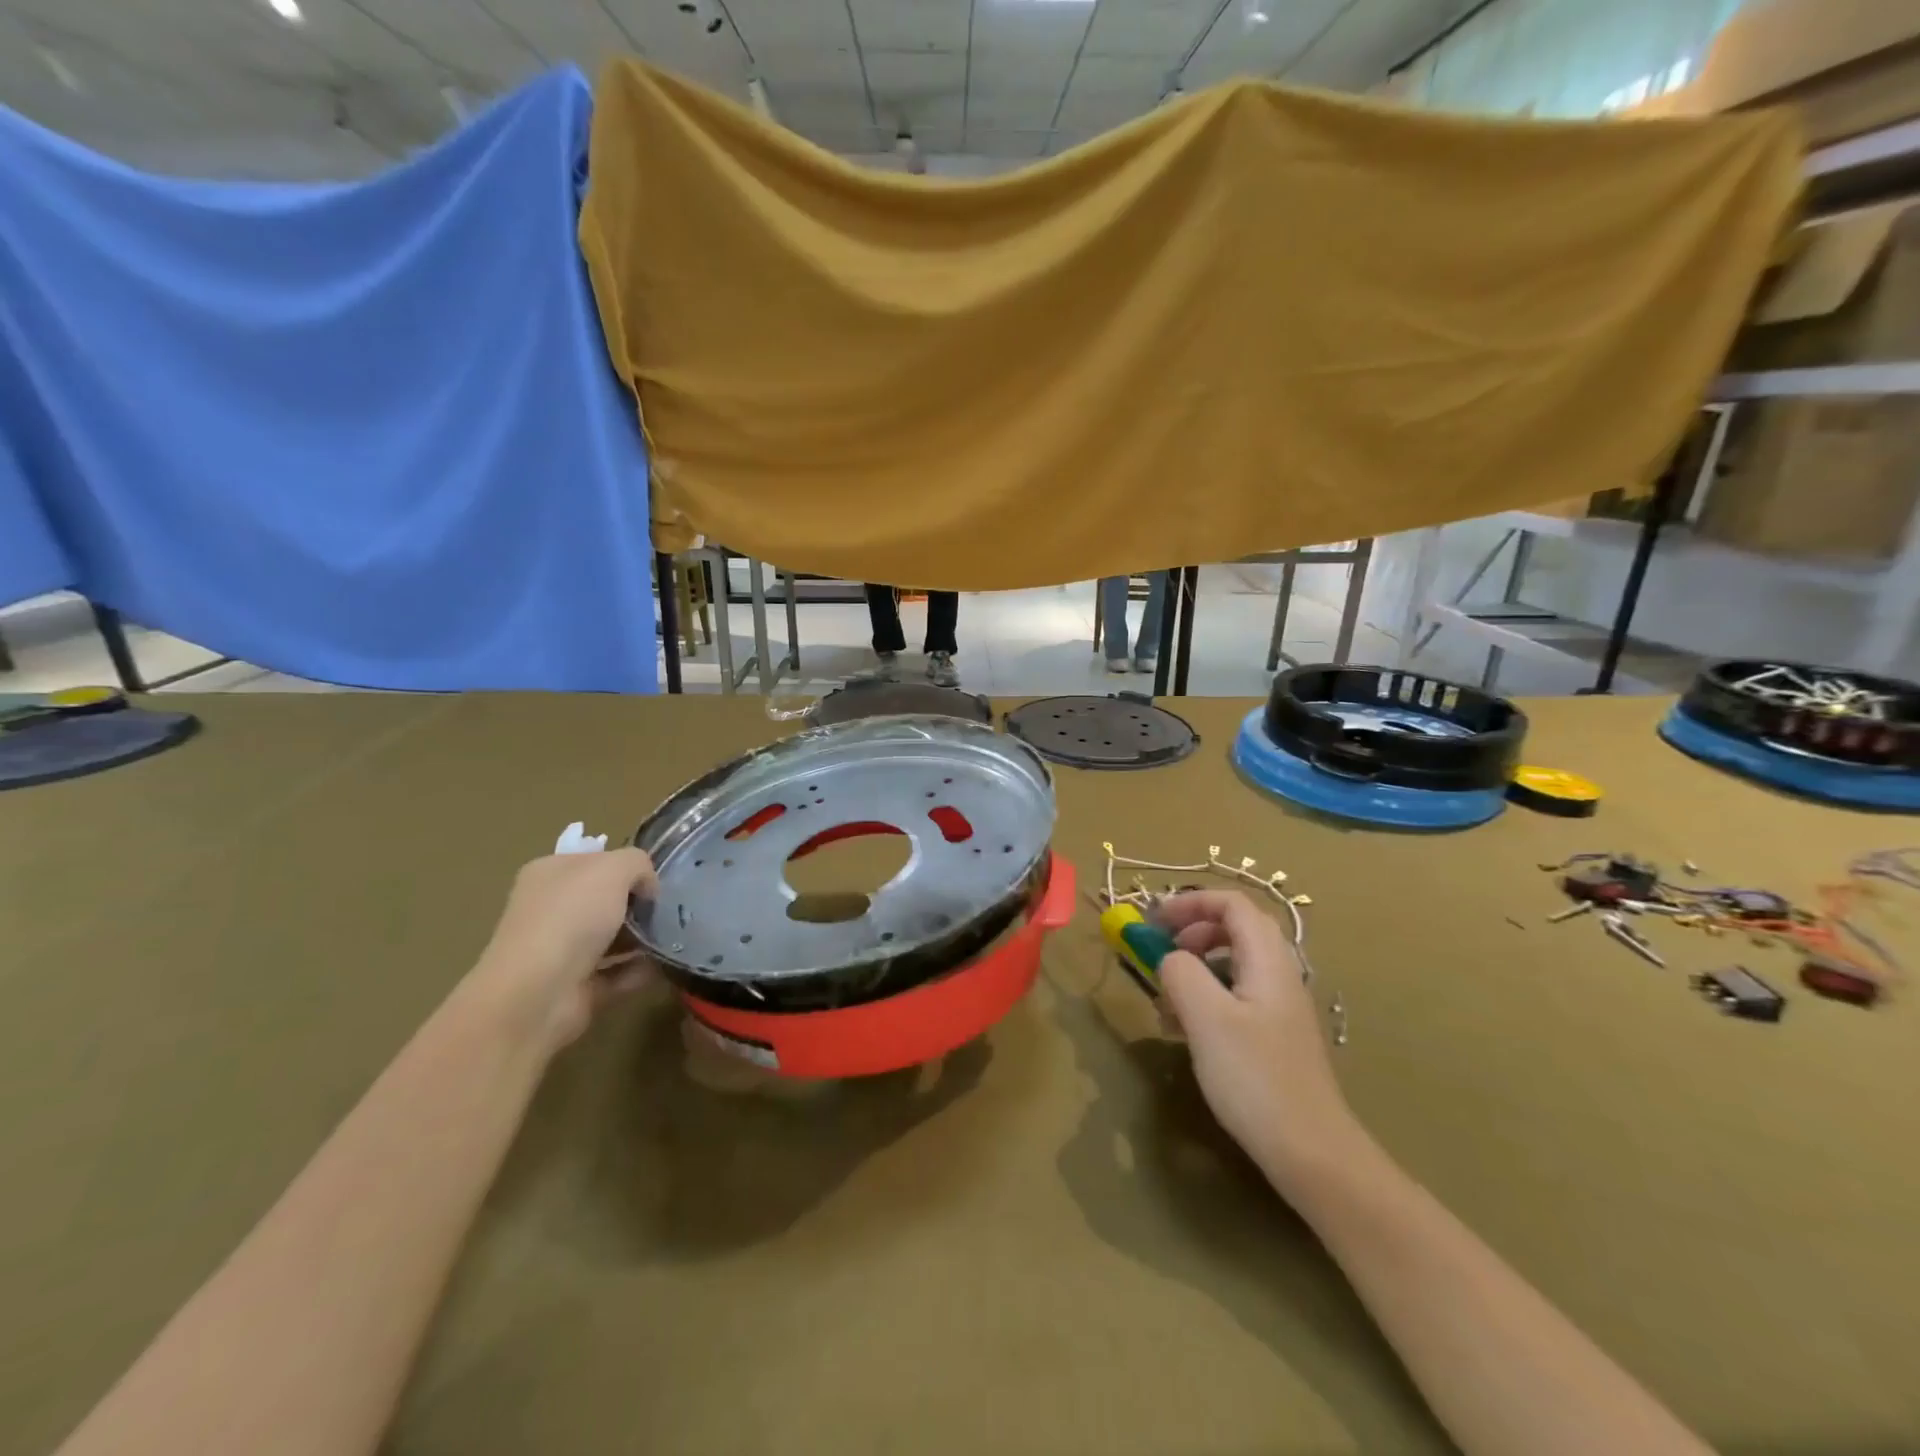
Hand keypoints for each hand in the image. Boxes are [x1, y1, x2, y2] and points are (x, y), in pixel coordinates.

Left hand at [468, 848, 657, 1052]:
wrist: (537, 994)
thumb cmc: (571, 917)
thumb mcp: (613, 868)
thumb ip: (638, 864)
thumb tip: (647, 888)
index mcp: (549, 874)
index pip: (594, 861)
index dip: (626, 867)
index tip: (653, 881)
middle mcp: (550, 909)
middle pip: (604, 900)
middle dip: (638, 904)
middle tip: (667, 909)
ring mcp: (561, 950)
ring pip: (611, 937)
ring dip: (642, 938)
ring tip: (673, 936)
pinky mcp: (575, 986)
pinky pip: (616, 972)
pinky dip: (639, 970)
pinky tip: (662, 964)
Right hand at [1155, 890, 1359, 1194]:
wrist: (1312, 1152)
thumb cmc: (1255, 1078)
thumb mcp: (1206, 1018)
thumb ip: (1181, 972)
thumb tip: (1170, 957)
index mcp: (1268, 961)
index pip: (1233, 904)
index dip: (1191, 902)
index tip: (1153, 920)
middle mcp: (1280, 975)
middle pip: (1236, 928)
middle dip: (1193, 930)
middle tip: (1160, 950)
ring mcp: (1280, 1007)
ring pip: (1235, 963)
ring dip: (1197, 965)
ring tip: (1168, 995)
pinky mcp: (1275, 1036)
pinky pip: (1237, 995)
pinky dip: (1207, 995)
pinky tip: (1187, 1029)